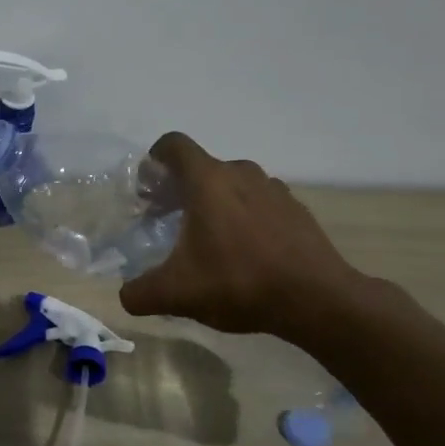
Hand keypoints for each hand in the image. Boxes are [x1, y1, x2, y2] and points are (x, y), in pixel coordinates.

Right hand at [120, 133, 369, 340]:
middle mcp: (241, 174)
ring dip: (215, 203)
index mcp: (207, 181)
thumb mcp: (176, 294)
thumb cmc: (239, 282)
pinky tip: (244, 253)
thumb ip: (139, 293)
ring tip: (209, 239)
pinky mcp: (297, 210)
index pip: (174, 145)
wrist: (317, 300)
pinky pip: (260, 203)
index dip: (155, 159)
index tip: (148, 188)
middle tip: (169, 221)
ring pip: (233, 184)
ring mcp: (274, 190)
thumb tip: (127, 295)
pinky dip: (245, 218)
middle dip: (180, 189)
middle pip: (202, 167)